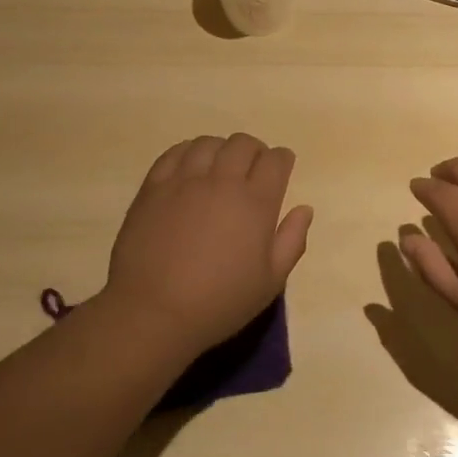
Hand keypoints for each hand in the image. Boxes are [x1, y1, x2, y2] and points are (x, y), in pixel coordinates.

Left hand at [104, 133, 311, 353]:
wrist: (153, 313)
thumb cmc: (219, 303)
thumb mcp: (270, 282)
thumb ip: (292, 240)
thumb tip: (304, 209)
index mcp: (256, 202)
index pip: (276, 160)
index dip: (282, 160)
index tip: (280, 170)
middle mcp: (223, 181)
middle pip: (243, 144)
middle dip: (254, 151)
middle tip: (251, 170)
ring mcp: (185, 180)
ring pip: (209, 143)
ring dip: (221, 150)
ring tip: (219, 167)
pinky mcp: (154, 186)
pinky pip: (175, 152)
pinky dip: (188, 152)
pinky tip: (189, 167)